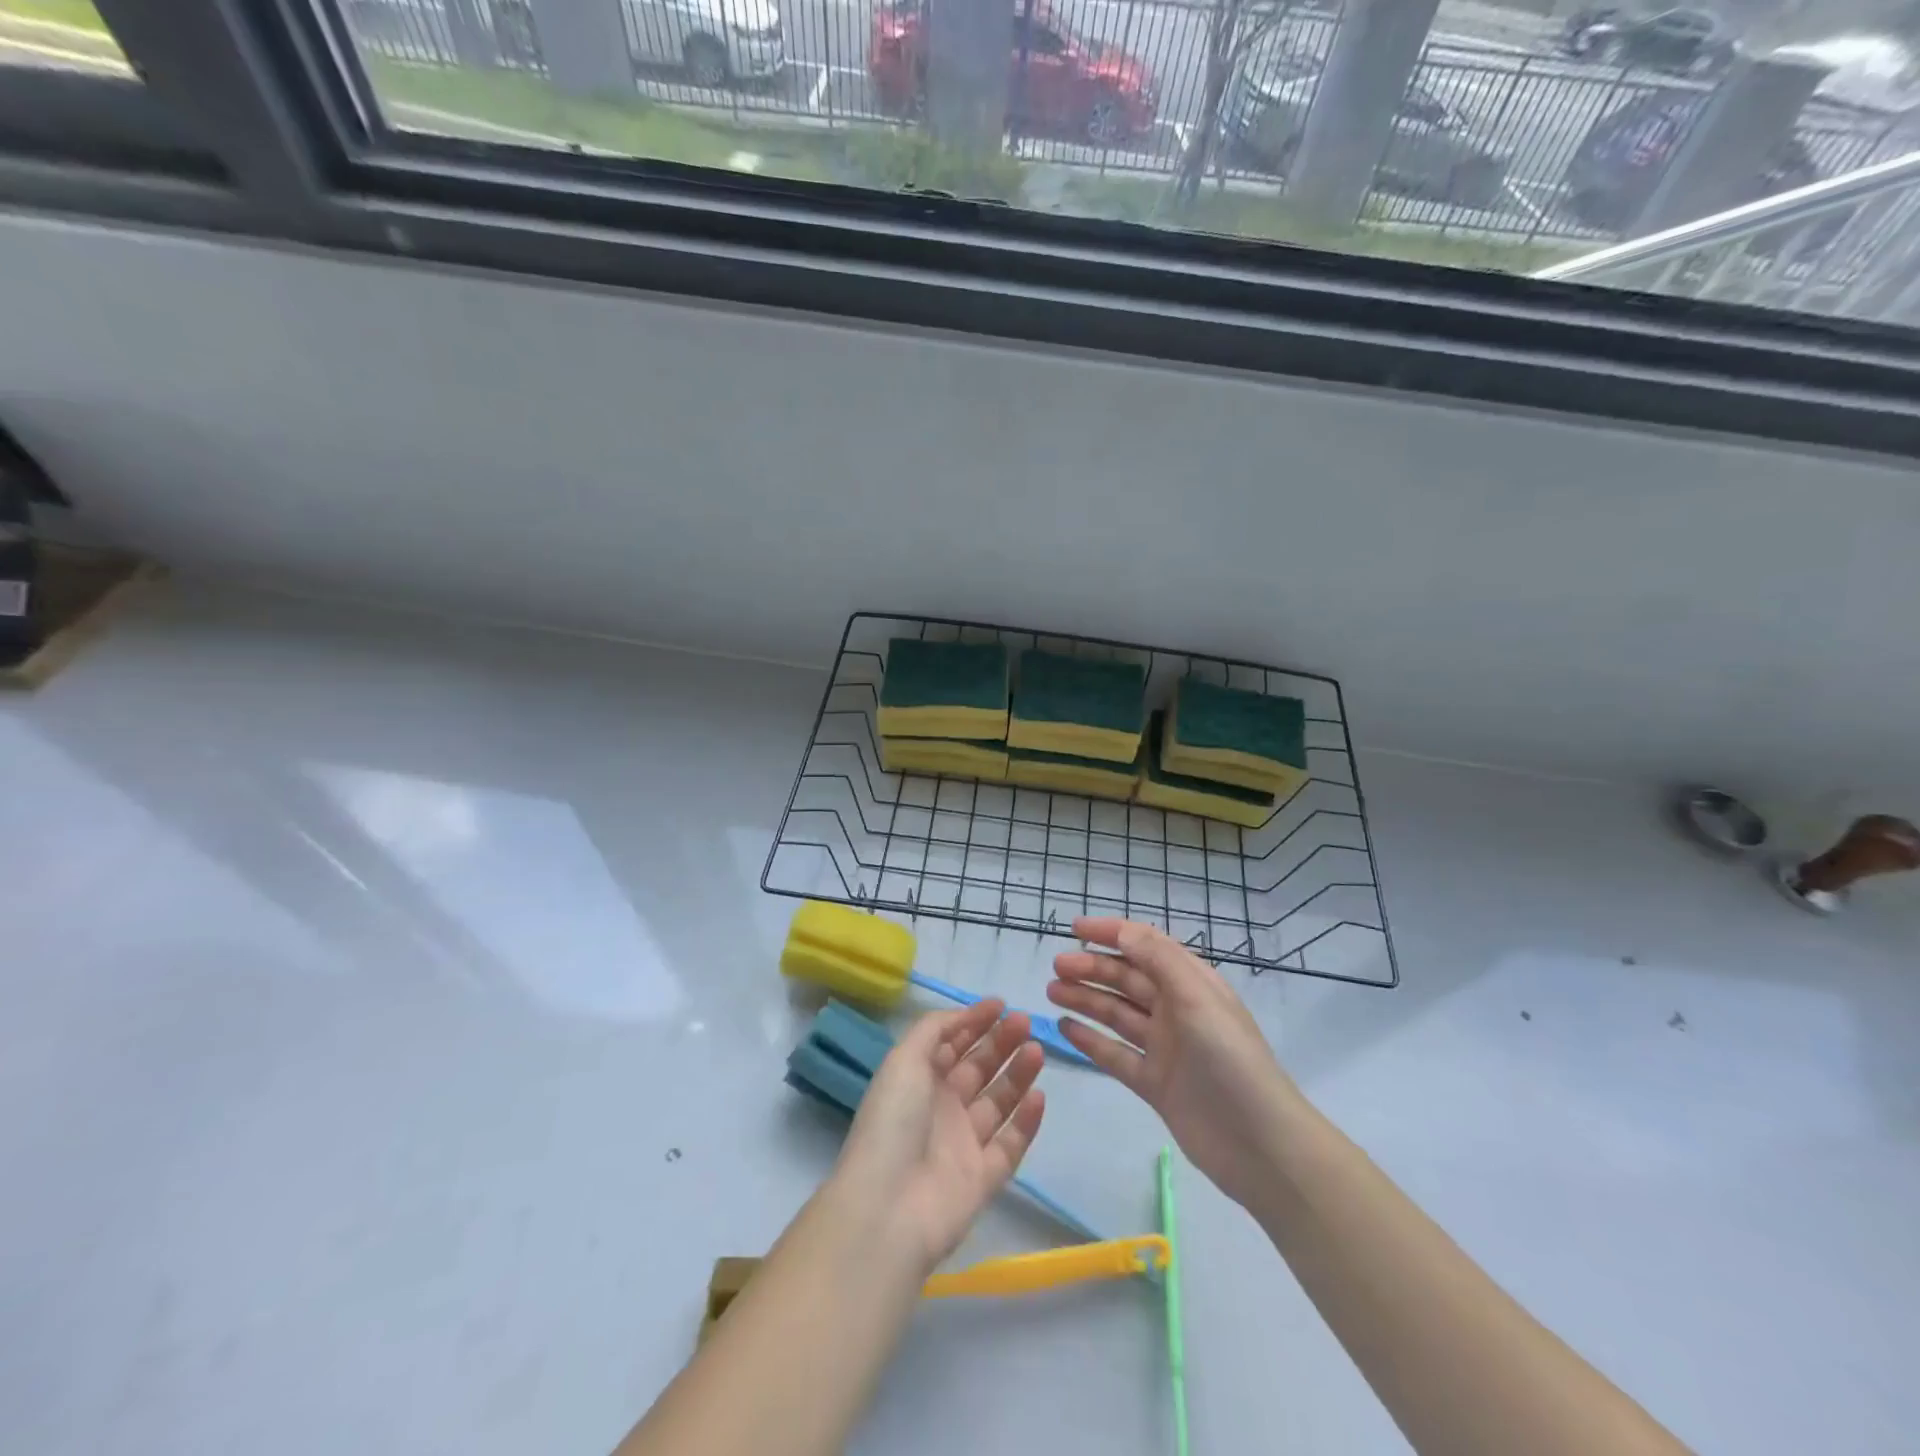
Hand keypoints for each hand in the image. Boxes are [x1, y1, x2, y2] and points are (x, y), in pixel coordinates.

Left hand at [830, 1001, 1046, 1271]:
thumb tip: (964, 1014)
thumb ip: (934, 1029)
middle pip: (978, 1068)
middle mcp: (941, 1108)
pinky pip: (1011, 1144)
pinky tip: (1039, 1096)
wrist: (888, 1208)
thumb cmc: (893, 1123)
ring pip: (998, 1102)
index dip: (974, 1022)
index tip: (1001, 1004)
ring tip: (1036, 1050)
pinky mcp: (984, 1178)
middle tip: (1025, 1023)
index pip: (951, 1044)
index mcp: (918, 1081)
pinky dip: (1026, 1121)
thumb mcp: (904, 1060)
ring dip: (1018, 1074)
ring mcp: (964, 1144)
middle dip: (1000, 1042)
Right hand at [1048, 917, 1293, 1209]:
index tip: (1074, 928)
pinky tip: (1065, 1029)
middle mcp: (1176, 1010)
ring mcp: (1165, 1047)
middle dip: (1092, 968)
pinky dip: (1091, 1040)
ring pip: (1117, 1014)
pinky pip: (1115, 1054)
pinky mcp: (1154, 1083)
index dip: (1111, 933)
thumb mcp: (1197, 998)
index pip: (1146, 946)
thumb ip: (1158, 959)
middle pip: (1127, 980)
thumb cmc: (1230, 1060)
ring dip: (1085, 1000)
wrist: (1260, 1145)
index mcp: (1192, 983)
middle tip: (1056, 968)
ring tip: (1051, 993)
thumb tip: (1121, 929)